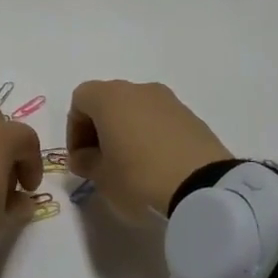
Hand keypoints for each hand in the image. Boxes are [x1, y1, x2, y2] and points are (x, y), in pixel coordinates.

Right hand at [66, 80, 233, 217]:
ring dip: (126, 131)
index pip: (80, 100)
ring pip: (135, 109)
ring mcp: (169, 101)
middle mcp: (138, 89)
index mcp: (110, 97)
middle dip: (99, 129)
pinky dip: (150, 136)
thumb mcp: (102, 177)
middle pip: (108, 101)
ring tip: (130, 166)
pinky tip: (155, 165)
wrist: (204, 187)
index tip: (80, 159)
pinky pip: (159, 121)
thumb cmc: (139, 177)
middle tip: (100, 162)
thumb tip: (85, 157)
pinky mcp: (192, 117)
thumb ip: (86, 163)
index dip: (74, 130)